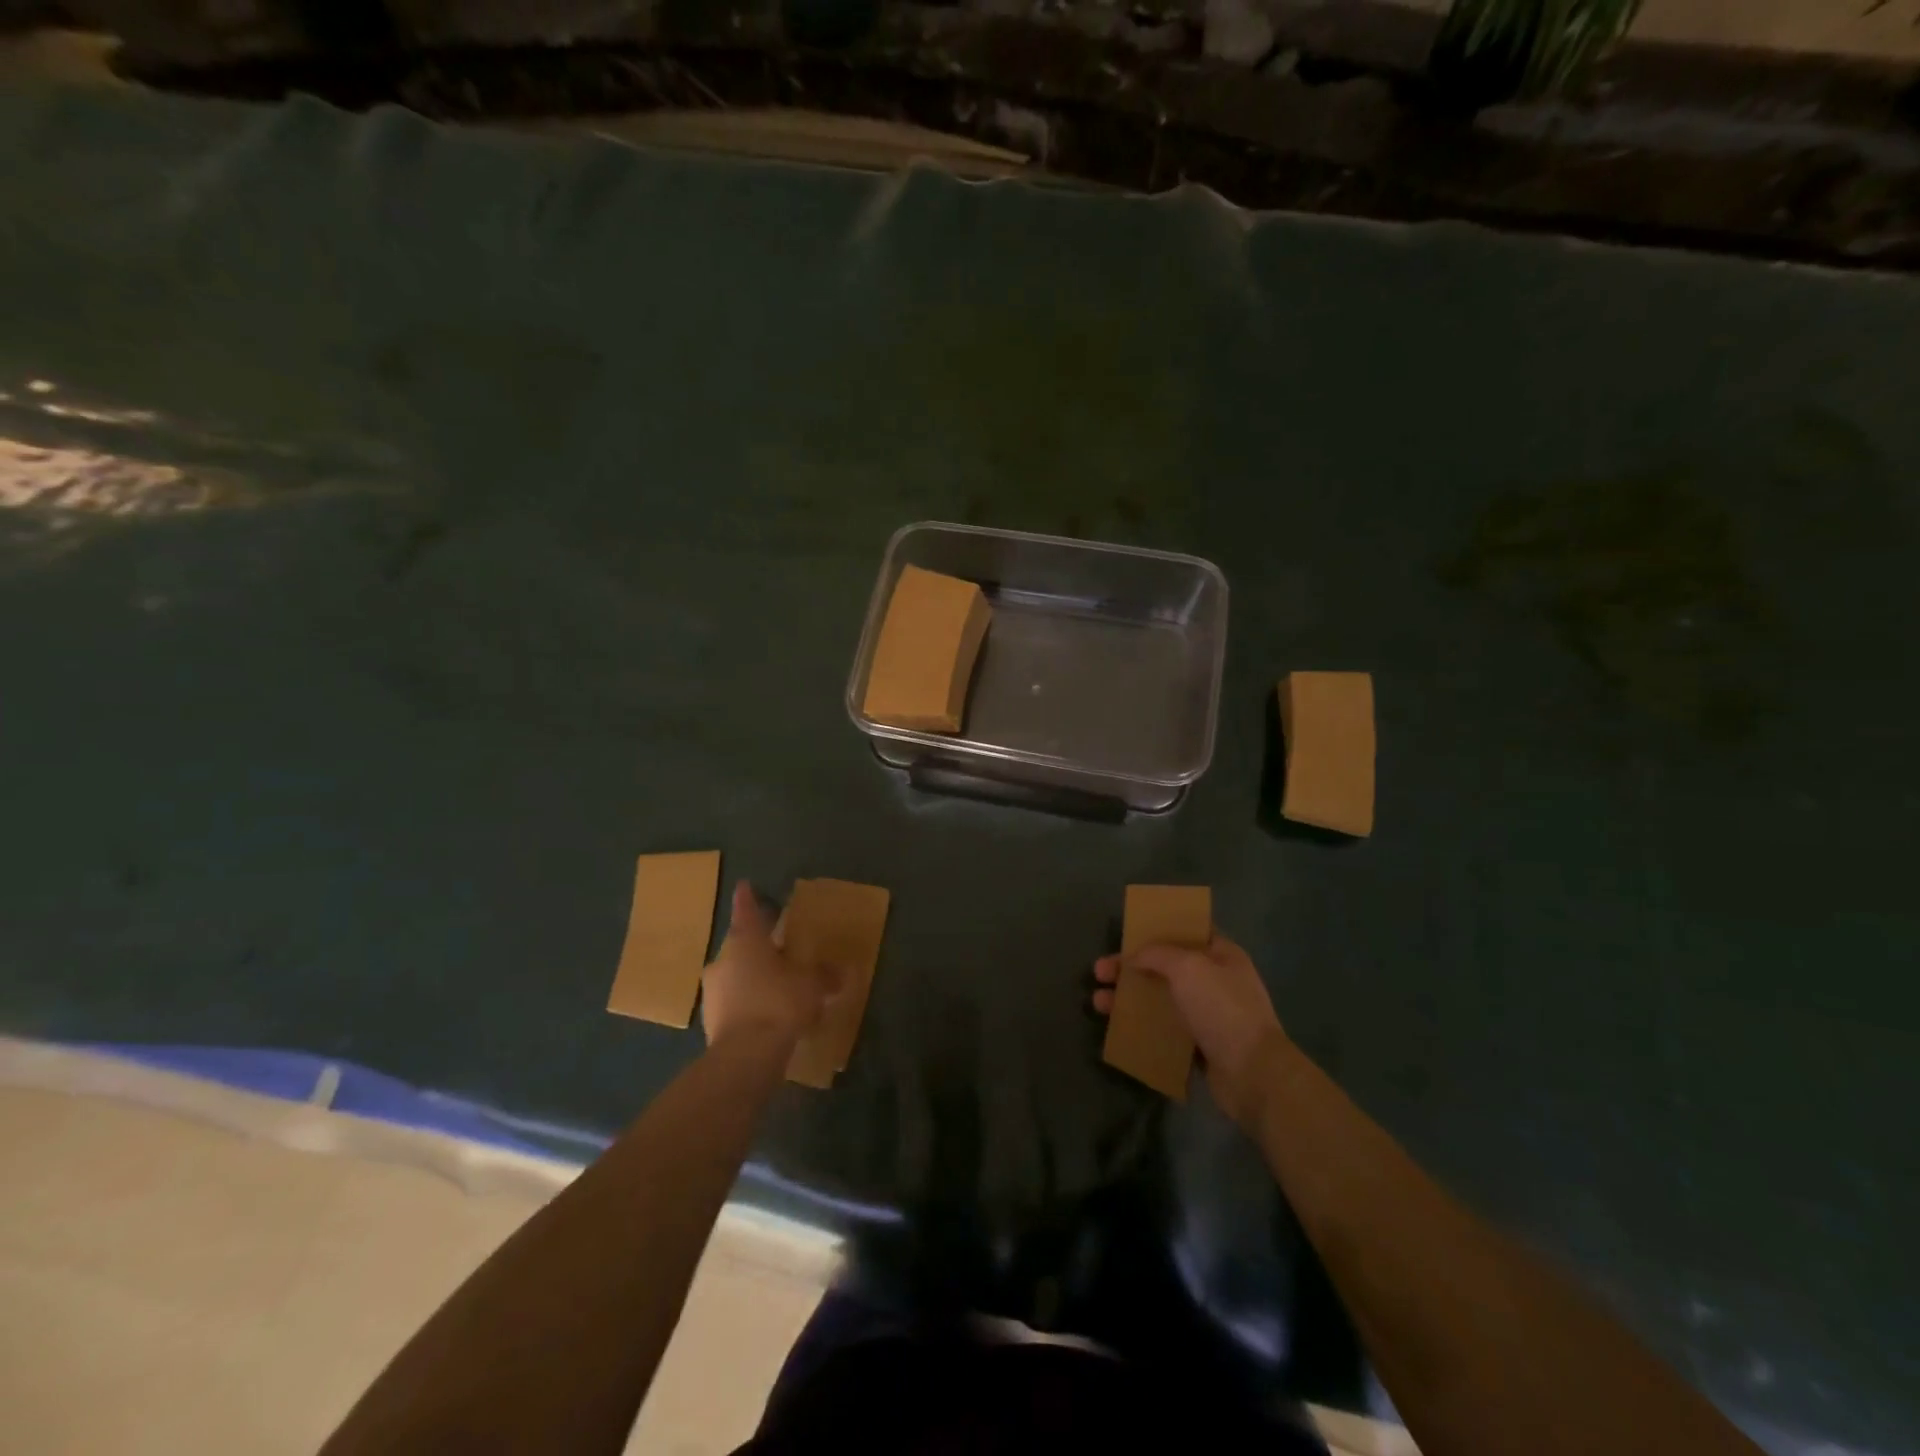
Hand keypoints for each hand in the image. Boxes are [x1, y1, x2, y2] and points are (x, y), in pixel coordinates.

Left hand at [702, 882, 839, 1048]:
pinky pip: (734, 1002)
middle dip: (758, 945)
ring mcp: (713, 992)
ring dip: (753, 976)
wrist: (745, 1057)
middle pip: (741, 944)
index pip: (746, 909)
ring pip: (735, 974)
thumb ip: (826, 975)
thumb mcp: (812, 985)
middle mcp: (723, 959)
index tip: (745, 885)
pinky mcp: (711, 1022)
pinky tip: (767, 1015)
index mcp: (746, 940)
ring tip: (777, 985)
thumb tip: (843, 971)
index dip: (748, 897)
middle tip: (779, 946)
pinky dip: (748, 1002)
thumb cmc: (779, 1003)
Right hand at [1093, 933, 1287, 1126]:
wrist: (1253, 1074)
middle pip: (1166, 966)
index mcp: (1222, 954)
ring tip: (1098, 1003)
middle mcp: (1216, 980)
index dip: (1157, 929)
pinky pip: (1165, 1029)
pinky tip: (1119, 1028)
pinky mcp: (1200, 1045)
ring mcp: (1209, 1014)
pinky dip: (1142, 1026)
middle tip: (1100, 971)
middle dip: (1131, 967)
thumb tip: (1134, 957)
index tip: (1128, 934)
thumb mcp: (1188, 967)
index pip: (1188, 932)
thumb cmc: (1222, 1009)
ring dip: (1130, 998)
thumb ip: (1157, 954)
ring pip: (1161, 998)